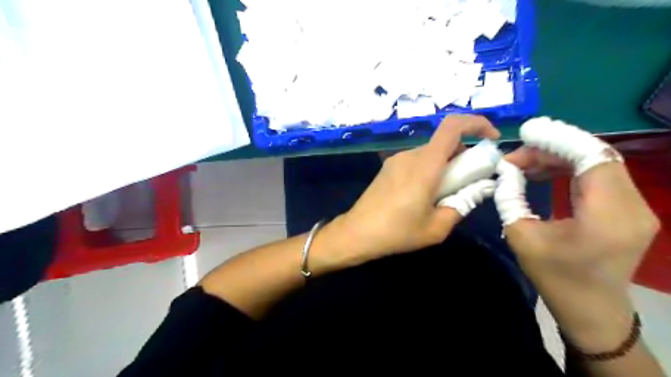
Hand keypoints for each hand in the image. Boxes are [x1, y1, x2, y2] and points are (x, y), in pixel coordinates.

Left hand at [330, 113, 496, 262]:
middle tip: (467, 184)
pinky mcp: (388, 168)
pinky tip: (423, 196)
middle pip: (444, 143)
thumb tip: (480, 188)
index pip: (453, 126)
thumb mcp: (437, 227)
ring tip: (443, 196)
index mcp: (425, 164)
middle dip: (463, 157)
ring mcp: (396, 160)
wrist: (357, 233)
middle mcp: (410, 155)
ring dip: (445, 166)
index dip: (477, 124)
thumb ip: (463, 204)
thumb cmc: (397, 232)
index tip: (492, 141)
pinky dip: (430, 170)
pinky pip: (417, 161)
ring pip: (430, 153)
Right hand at [494, 120, 658, 350]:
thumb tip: (506, 169)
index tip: (526, 133)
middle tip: (516, 155)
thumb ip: (510, 197)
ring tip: (524, 162)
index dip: (559, 139)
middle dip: (552, 148)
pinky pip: (599, 176)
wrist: (590, 308)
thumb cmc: (554, 276)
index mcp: (608, 216)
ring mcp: (635, 207)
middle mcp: (632, 206)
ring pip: (597, 163)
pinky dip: (569, 168)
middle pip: (596, 156)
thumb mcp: (521, 236)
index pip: (593, 157)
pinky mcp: (627, 209)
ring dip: (559, 157)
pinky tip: (543, 171)